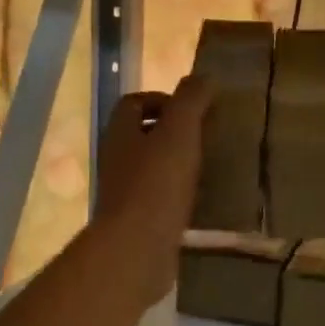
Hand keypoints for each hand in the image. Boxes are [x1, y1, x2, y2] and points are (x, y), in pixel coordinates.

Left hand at [91, 75, 212, 300]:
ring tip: (208, 166)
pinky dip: (178, 192)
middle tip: (206, 136)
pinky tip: (200, 199)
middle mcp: (116, 158)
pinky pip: (158, 196)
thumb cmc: (157, 183)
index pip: (134, 103)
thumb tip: (203, 77)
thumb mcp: (180, 131)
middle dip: (173, 131)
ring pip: (151, 166)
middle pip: (142, 134)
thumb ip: (191, 100)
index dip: (163, 99)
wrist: (136, 248)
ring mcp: (123, 191)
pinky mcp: (136, 219)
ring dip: (177, 162)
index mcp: (120, 132)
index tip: (193, 110)